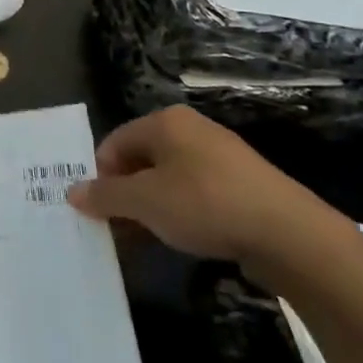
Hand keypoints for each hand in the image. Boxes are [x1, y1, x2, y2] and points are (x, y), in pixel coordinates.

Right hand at [66, 106, 346, 268]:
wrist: (290, 234)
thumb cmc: (205, 204)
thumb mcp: (145, 202)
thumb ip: (105, 196)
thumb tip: (72, 192)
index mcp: (164, 122)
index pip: (113, 143)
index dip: (100, 177)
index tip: (98, 212)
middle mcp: (190, 130)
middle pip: (140, 160)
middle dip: (124, 194)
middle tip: (117, 229)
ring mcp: (219, 156)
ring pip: (168, 179)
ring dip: (150, 208)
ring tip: (145, 240)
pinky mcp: (242, 184)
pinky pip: (196, 194)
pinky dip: (181, 213)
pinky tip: (182, 239)